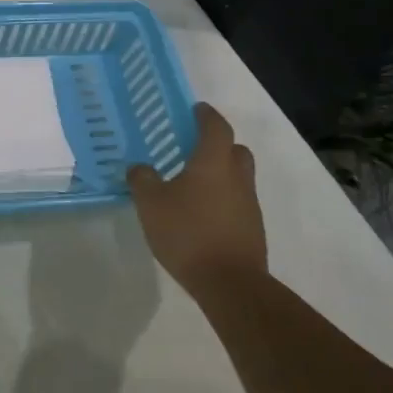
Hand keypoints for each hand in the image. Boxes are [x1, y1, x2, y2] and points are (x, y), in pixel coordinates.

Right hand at [127, 103, 265, 287]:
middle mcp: (237, 178)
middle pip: (236, 150)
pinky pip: (237, 202)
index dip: (206, 115)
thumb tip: (140, 167)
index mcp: (213, 163)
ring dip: (221, 174)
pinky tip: (201, 213)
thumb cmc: (188, 233)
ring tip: (193, 184)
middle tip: (194, 147)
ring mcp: (249, 204)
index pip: (216, 127)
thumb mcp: (151, 204)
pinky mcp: (252, 229)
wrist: (230, 283)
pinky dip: (223, 199)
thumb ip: (142, 180)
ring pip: (239, 177)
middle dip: (219, 144)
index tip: (195, 109)